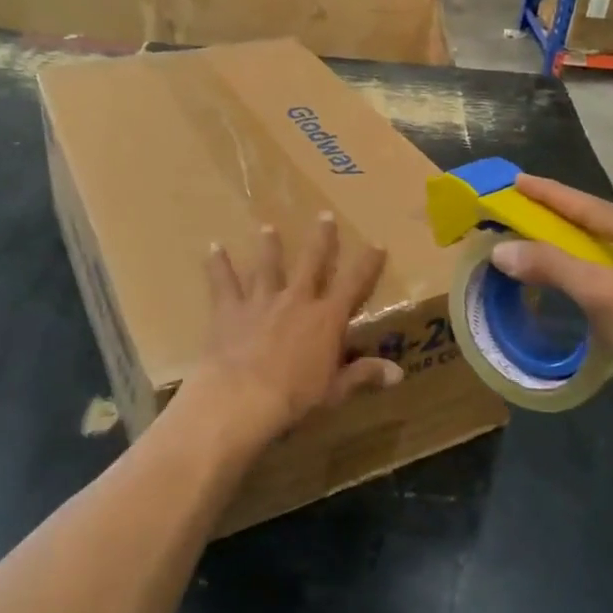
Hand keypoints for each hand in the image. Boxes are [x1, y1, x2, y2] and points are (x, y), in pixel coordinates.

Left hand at [170, 212, 401, 457]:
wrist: (242, 396)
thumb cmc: (294, 396)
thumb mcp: (335, 390)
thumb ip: (364, 374)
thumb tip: (398, 373)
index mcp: (326, 318)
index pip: (354, 284)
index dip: (367, 263)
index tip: (376, 243)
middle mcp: (296, 299)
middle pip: (312, 261)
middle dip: (321, 239)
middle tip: (325, 216)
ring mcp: (262, 301)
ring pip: (267, 266)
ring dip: (269, 246)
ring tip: (268, 228)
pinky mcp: (231, 309)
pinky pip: (223, 282)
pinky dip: (218, 265)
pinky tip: (213, 247)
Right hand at [489, 176, 612, 421]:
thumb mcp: (605, 296)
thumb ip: (553, 267)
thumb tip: (501, 250)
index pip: (594, 208)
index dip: (551, 194)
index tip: (517, 179)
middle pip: (604, 229)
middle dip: (563, 221)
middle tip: (523, 212)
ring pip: (612, 258)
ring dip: (575, 252)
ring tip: (540, 244)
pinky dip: (591, 278)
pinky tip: (574, 285)